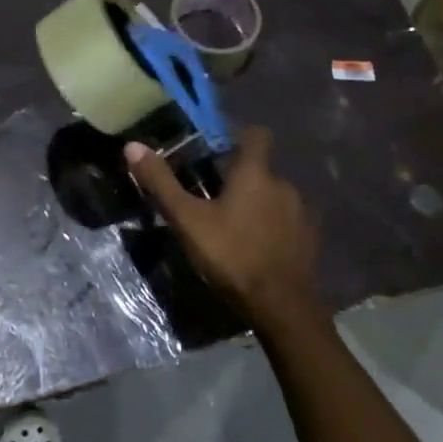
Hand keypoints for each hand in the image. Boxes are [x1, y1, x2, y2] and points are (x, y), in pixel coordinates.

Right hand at [124, 128, 321, 329]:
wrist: (282, 306)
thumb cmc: (231, 255)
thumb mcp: (187, 220)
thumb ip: (161, 183)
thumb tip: (133, 146)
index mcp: (255, 173)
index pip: (256, 135)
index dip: (238, 136)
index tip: (218, 148)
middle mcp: (284, 185)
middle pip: (261, 170)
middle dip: (240, 178)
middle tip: (213, 197)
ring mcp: (300, 213)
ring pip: (275, 197)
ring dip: (257, 204)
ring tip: (233, 226)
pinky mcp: (309, 239)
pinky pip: (287, 222)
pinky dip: (272, 227)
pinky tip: (256, 247)